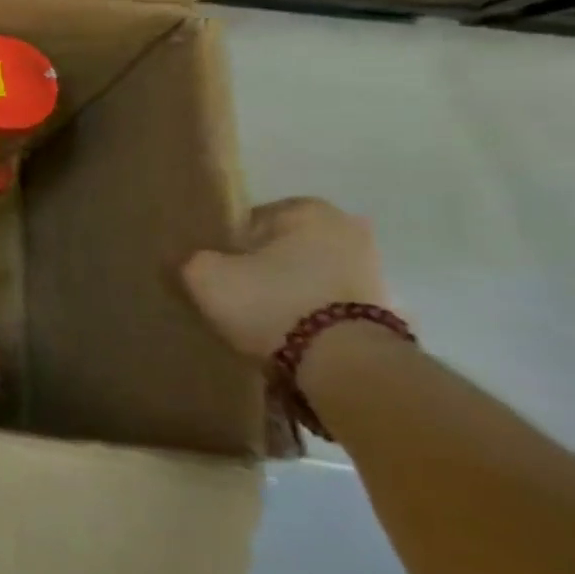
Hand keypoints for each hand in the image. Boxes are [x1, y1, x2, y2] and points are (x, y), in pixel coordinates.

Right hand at [181, 198, 390, 359]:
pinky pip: (325, 305)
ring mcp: (372, 272)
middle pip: (281, 249)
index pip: (249, 221)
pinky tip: (284, 336)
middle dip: (260, 268)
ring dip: (284, 294)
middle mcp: (348, 231)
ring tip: (257, 321)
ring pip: (305, 277)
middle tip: (232, 295)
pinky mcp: (383, 311)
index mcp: (308, 210)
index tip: (213, 271)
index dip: (224, 246)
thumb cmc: (270, 301)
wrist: (344, 363)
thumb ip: (190, 259)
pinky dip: (306, 316)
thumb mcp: (204, 275)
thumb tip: (191, 261)